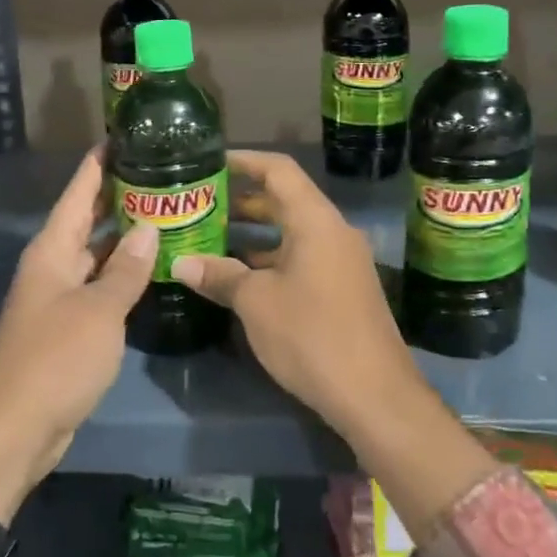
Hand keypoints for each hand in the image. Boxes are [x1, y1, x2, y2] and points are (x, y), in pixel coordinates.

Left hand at [0, 151, 157, 523]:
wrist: (16, 430)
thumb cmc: (56, 360)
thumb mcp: (99, 311)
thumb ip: (126, 270)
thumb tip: (149, 228)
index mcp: (51, 250)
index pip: (78, 192)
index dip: (99, 163)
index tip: (125, 135)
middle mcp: (52, 265)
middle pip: (87, 219)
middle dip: (119, 195)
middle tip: (160, 172)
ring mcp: (59, 296)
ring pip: (96, 253)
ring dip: (125, 236)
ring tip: (165, 213)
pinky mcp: (68, 325)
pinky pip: (99, 285)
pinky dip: (122, 273)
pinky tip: (151, 268)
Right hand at [169, 150, 420, 447]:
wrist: (375, 397)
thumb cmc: (312, 335)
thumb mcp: (256, 303)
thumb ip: (219, 275)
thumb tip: (181, 263)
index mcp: (316, 221)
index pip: (279, 169)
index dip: (244, 160)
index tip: (210, 161)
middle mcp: (333, 232)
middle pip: (286, 198)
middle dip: (243, 197)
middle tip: (202, 199)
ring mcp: (341, 261)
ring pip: (293, 230)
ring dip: (256, 230)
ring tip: (212, 233)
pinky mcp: (343, 288)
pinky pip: (302, 255)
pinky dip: (271, 256)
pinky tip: (240, 273)